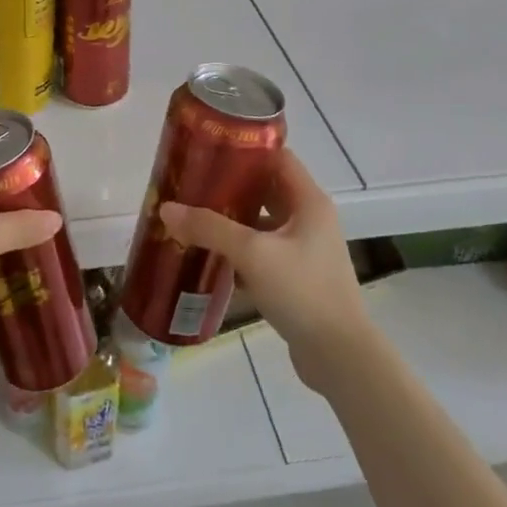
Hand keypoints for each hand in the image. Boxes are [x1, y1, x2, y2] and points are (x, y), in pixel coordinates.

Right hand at [159, 149, 371, 393]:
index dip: (246, 149)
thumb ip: (209, 228)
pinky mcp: (297, 276)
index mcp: (309, 201)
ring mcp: (305, 249)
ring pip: (263, 221)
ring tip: (194, 214)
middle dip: (231, 184)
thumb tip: (166, 209)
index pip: (278, 157)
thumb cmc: (302, 291)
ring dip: (233, 218)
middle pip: (267, 188)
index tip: (210, 149)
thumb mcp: (253, 254)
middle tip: (193, 182)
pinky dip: (239, 247)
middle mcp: (310, 218)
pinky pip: (263, 250)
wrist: (340, 357)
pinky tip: (210, 253)